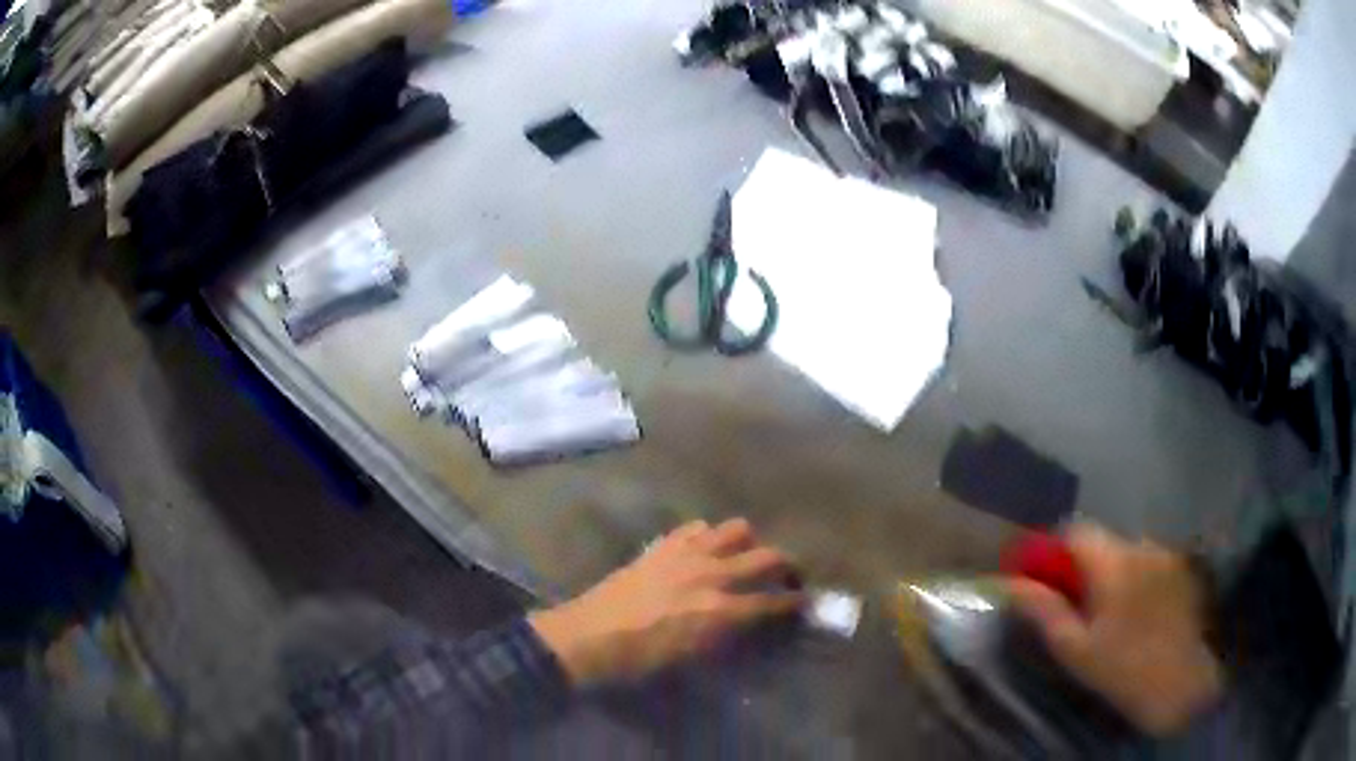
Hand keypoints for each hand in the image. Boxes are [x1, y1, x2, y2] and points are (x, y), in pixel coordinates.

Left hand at [528, 518, 804, 686]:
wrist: (587, 638)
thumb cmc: (639, 661)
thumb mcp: (691, 660)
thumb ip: (727, 638)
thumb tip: (751, 625)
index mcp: (720, 610)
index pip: (773, 602)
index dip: (795, 603)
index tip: (808, 602)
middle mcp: (711, 574)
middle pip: (767, 556)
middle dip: (787, 565)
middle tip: (789, 577)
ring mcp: (686, 553)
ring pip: (737, 529)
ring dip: (749, 543)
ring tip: (745, 558)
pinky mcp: (662, 545)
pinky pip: (696, 527)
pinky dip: (709, 536)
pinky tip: (704, 551)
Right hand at [1007, 524, 1222, 735]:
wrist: (1181, 683)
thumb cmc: (1121, 669)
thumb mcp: (1075, 649)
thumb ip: (1044, 611)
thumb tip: (1011, 584)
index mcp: (1113, 562)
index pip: (1076, 531)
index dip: (1055, 551)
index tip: (1046, 582)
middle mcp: (1142, 546)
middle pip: (1102, 541)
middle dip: (1085, 567)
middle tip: (1078, 607)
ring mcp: (1166, 555)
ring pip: (1127, 552)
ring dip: (1113, 573)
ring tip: (1112, 615)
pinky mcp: (1182, 568)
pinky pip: (1149, 562)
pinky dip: (1136, 579)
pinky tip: (1138, 614)